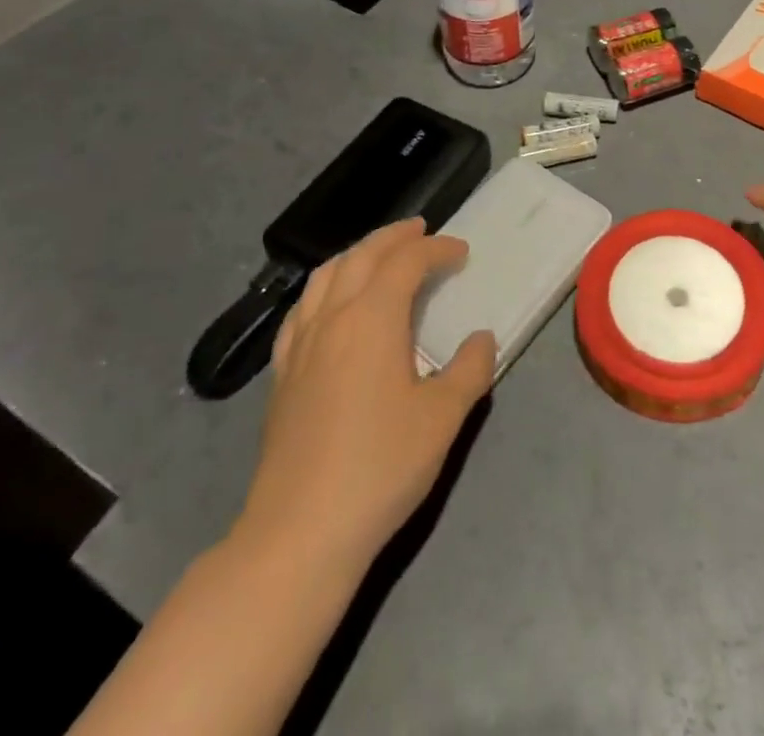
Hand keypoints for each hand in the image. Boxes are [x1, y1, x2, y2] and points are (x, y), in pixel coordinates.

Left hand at [234, 219, 495, 568]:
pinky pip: (302, 309)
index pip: (406, 262)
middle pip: (361, 256)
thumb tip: (481, 339)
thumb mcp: (443, 419)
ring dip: (357, 255)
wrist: (298, 534)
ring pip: (326, 276)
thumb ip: (470, 369)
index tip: (462, 253)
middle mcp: (332, 319)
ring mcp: (300, 346)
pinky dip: (325, 288)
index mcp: (372, 319)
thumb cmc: (380, 468)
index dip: (436, 249)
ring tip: (379, 255)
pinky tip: (331, 305)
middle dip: (394, 237)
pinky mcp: (282, 375)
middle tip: (421, 230)